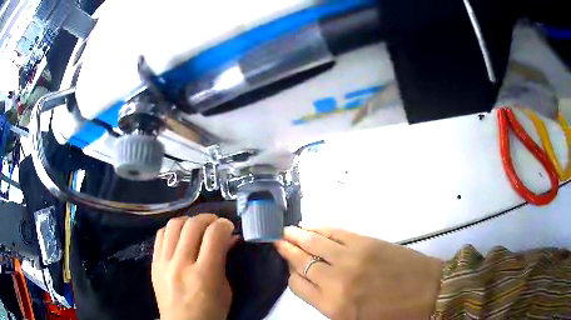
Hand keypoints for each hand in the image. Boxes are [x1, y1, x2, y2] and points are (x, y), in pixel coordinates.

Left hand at [152, 214, 237, 319]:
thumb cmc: (211, 312)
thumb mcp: (225, 290)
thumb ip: (224, 261)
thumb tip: (230, 238)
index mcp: (204, 275)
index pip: (214, 236)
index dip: (224, 225)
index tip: (228, 227)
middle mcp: (181, 265)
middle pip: (192, 225)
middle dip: (208, 218)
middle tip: (215, 223)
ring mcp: (164, 263)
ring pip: (173, 225)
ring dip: (189, 221)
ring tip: (197, 227)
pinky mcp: (154, 263)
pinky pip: (161, 235)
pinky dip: (173, 230)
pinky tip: (180, 235)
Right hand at [275, 226, 442, 319]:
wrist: (428, 293)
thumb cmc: (391, 314)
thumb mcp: (354, 319)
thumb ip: (329, 303)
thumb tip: (313, 282)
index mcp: (332, 306)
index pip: (297, 285)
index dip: (290, 273)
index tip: (288, 266)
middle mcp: (336, 281)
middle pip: (301, 261)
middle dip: (287, 249)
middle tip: (277, 239)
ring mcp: (351, 259)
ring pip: (315, 243)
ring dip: (299, 234)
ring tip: (289, 229)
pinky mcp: (366, 242)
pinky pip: (336, 232)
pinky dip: (321, 228)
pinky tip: (313, 225)